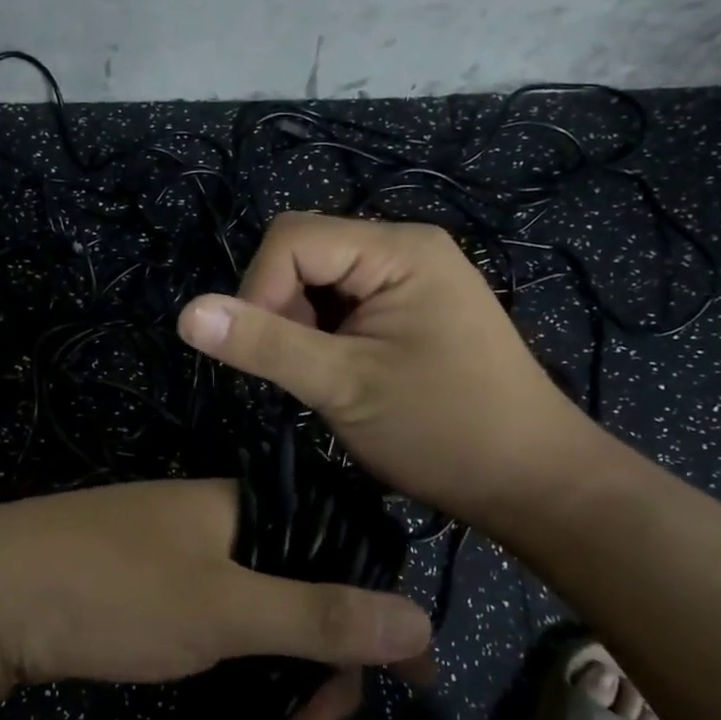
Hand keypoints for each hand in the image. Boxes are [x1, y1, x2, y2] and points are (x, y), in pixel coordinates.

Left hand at [0, 479, 434, 719]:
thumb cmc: (111, 591)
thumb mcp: (222, 610)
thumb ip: (317, 615)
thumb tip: (420, 621)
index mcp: (241, 505)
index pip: (337, 549)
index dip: (375, 611)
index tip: (406, 682)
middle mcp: (214, 518)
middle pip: (300, 582)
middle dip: (323, 659)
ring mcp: (174, 548)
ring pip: (257, 603)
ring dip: (281, 666)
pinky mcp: (141, 580)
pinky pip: (215, 611)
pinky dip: (238, 655)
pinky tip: (239, 694)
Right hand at [176, 212, 605, 539]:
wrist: (533, 481)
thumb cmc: (444, 431)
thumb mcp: (343, 387)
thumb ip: (265, 344)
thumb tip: (186, 313)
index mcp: (397, 249)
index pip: (291, 239)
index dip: (260, 290)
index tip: (268, 357)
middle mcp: (405, 248)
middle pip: (303, 254)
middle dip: (282, 310)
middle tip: (303, 373)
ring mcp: (411, 279)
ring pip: (319, 283)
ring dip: (302, 328)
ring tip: (325, 380)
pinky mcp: (411, 309)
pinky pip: (344, 304)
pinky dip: (324, 337)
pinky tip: (342, 376)